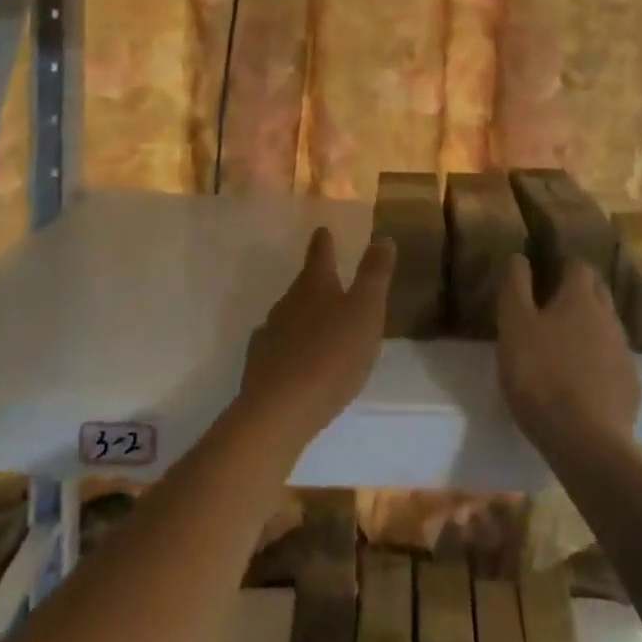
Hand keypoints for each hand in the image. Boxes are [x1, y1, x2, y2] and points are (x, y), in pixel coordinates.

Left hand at [238, 227, 393, 454]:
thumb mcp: (366, 311)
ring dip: (303, 316)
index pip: (320, 254)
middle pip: (303, 285)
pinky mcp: (259, 366)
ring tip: (319, 325)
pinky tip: (296, 360)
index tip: (323, 230)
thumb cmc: (331, 355)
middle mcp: (287, 302)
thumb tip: (382, 237)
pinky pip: (278, 347)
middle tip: (330, 281)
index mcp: (315, 285)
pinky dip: (290, 347)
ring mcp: (269, 334)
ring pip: (289, 316)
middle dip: (316, 281)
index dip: (324, 242)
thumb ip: (374, 275)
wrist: (279, 411)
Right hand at [496, 256, 640, 458]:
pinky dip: (598, 360)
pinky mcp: (630, 386)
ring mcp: (623, 352)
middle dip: (581, 289)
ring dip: (589, 326)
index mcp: (580, 298)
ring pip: (607, 326)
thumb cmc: (540, 375)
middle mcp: (608, 317)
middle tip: (555, 302)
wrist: (586, 441)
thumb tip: (519, 256)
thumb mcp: (514, 326)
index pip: (578, 265)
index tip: (547, 270)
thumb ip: (515, 286)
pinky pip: (613, 360)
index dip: (563, 263)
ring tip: (566, 342)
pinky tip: (582, 378)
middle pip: (598, 291)